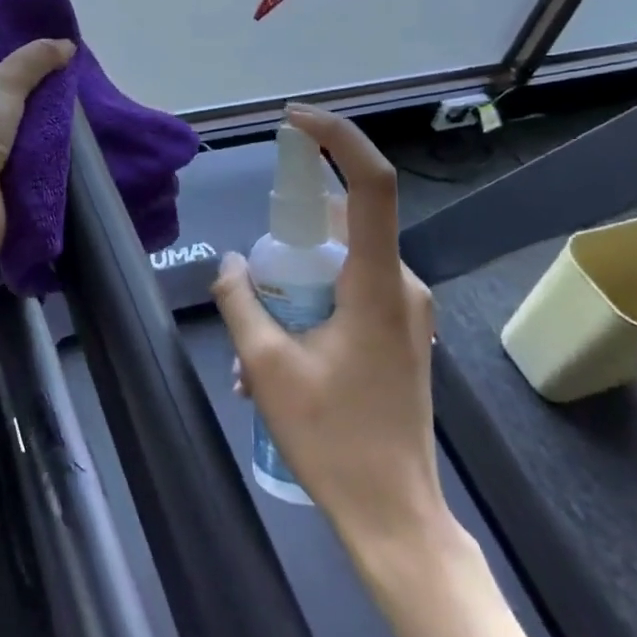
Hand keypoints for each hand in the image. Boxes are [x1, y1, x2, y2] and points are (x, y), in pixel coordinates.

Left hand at [0, 38, 74, 256]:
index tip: (27, 88)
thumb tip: (67, 45)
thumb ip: (32, 61)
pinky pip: (5, 183)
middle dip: (12, 122)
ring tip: (57, 139)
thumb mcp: (3, 85)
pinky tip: (47, 169)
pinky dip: (24, 176)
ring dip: (20, 151)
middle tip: (49, 113)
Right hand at [212, 104, 450, 553]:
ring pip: (340, 264)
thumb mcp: (267, 367)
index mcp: (376, 284)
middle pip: (341, 226)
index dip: (336, 140)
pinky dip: (310, 304)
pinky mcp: (399, 334)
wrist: (394, 516)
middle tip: (252, 279)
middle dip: (289, 237)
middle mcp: (400, 285)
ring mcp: (405, 312)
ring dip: (293, 283)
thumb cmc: (333, 440)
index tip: (294, 120)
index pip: (370, 185)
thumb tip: (231, 263)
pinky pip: (349, 293)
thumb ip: (242, 301)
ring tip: (252, 340)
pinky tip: (276, 356)